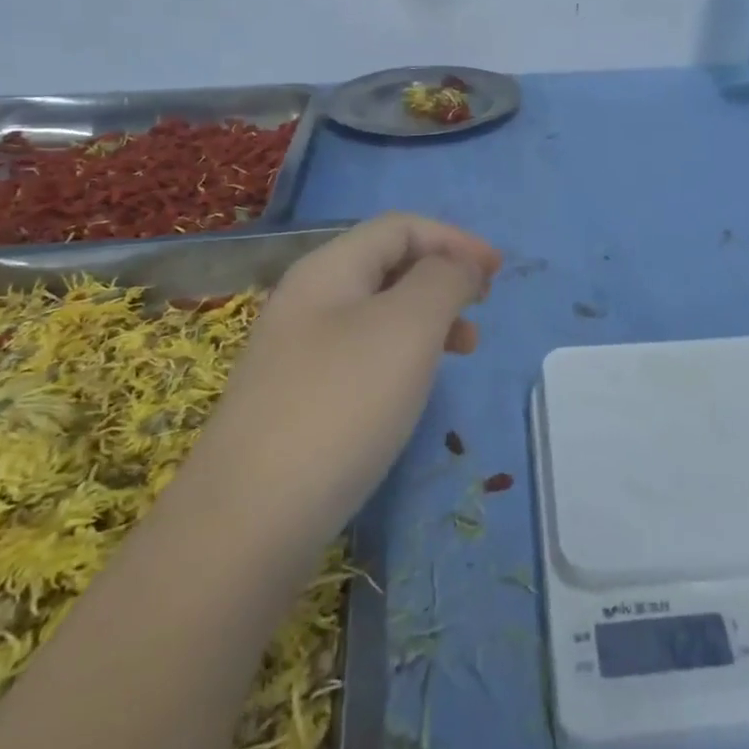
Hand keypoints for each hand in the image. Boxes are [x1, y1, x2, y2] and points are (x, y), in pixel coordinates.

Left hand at [204, 214, 500, 538]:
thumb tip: (459, 265)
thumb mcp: (408, 326)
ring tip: (463, 349)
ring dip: (428, 317)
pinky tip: (416, 386)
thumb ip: (443, 279)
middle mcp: (307, 301)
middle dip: (443, 276)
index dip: (454, 239)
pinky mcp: (298, 401)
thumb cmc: (342, 404)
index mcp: (328, 270)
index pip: (400, 227)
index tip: (499, 273)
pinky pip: (363, 355)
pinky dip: (403, 355)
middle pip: (387, 264)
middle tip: (482, 307)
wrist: (249, 521)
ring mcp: (297, 353)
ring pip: (378, 312)